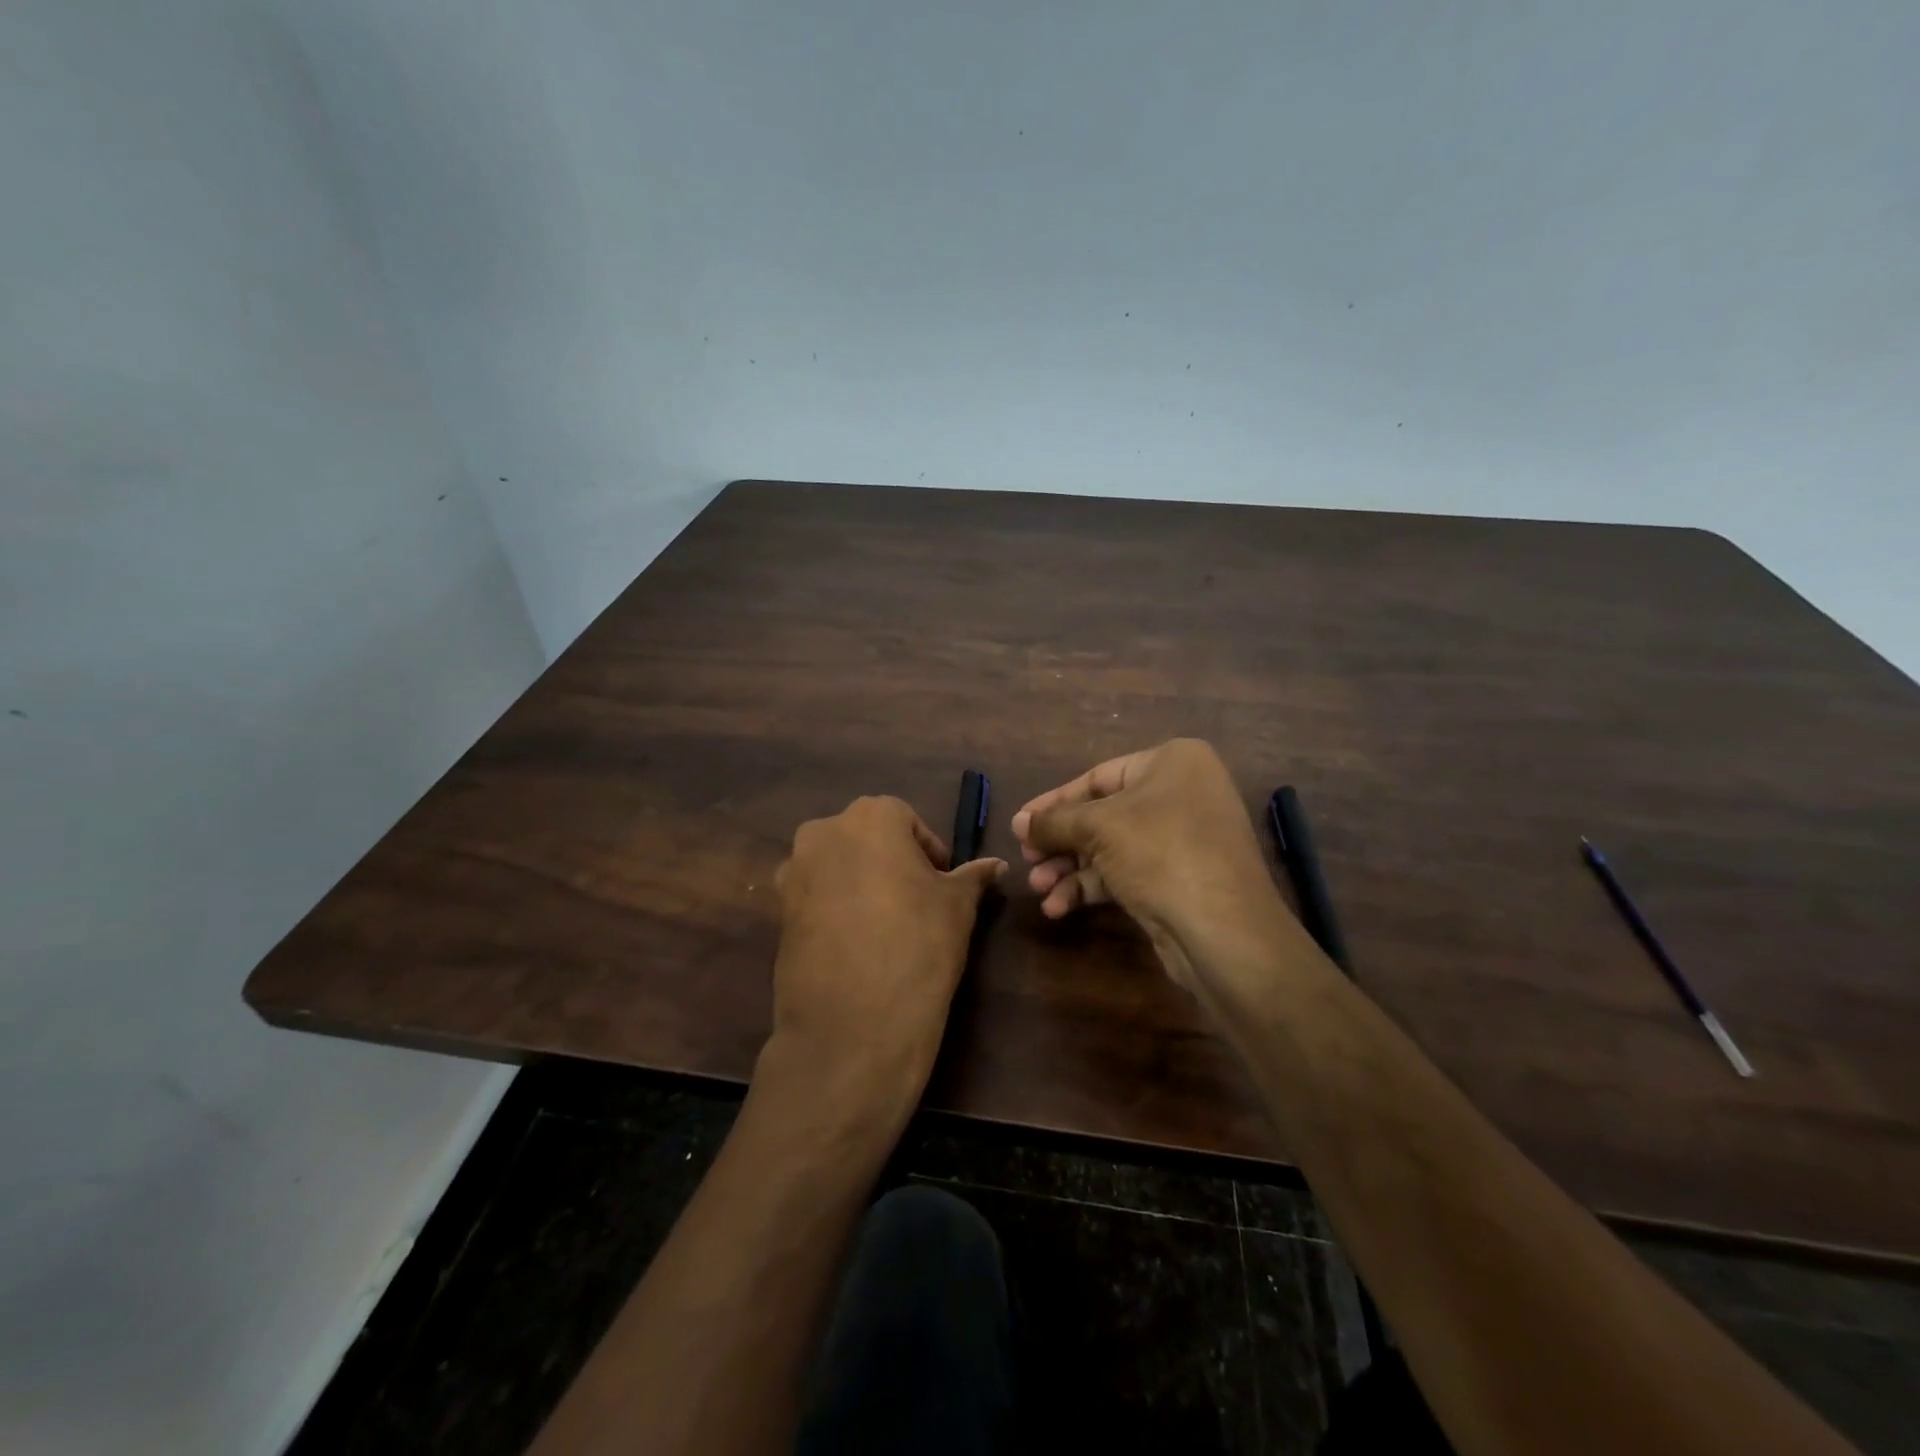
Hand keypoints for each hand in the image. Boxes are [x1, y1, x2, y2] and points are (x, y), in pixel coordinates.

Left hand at [767, 796, 1004, 1116]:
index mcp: (870, 816)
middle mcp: (824, 831)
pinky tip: (858, 944)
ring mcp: (794, 871)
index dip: (930, 853)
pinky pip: (816, 896)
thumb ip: (974, 876)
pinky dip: (836, 908)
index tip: (943, 884)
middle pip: (867, 838)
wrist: (853, 1024)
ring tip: (887, 925)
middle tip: (918, 902)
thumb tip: (997, 864)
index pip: (907, 821)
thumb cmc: (918, 945)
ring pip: (839, 865)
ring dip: (862, 883)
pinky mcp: (778, 911)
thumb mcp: (958, 906)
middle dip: (893, 862)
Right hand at [1010, 739, 1280, 991]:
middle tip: (1027, 860)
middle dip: (1060, 842)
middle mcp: (1181, 794)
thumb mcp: (1098, 828)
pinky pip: (1126, 873)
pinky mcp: (1179, 879)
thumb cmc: (1161, 853)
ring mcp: (1183, 839)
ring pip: (1111, 848)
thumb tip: (1018, 822)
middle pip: (1102, 815)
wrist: (1223, 930)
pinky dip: (1092, 887)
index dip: (1053, 802)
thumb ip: (1053, 822)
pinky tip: (1059, 907)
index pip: (1097, 777)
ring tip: (1037, 888)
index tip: (1020, 823)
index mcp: (1173, 763)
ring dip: (1070, 869)